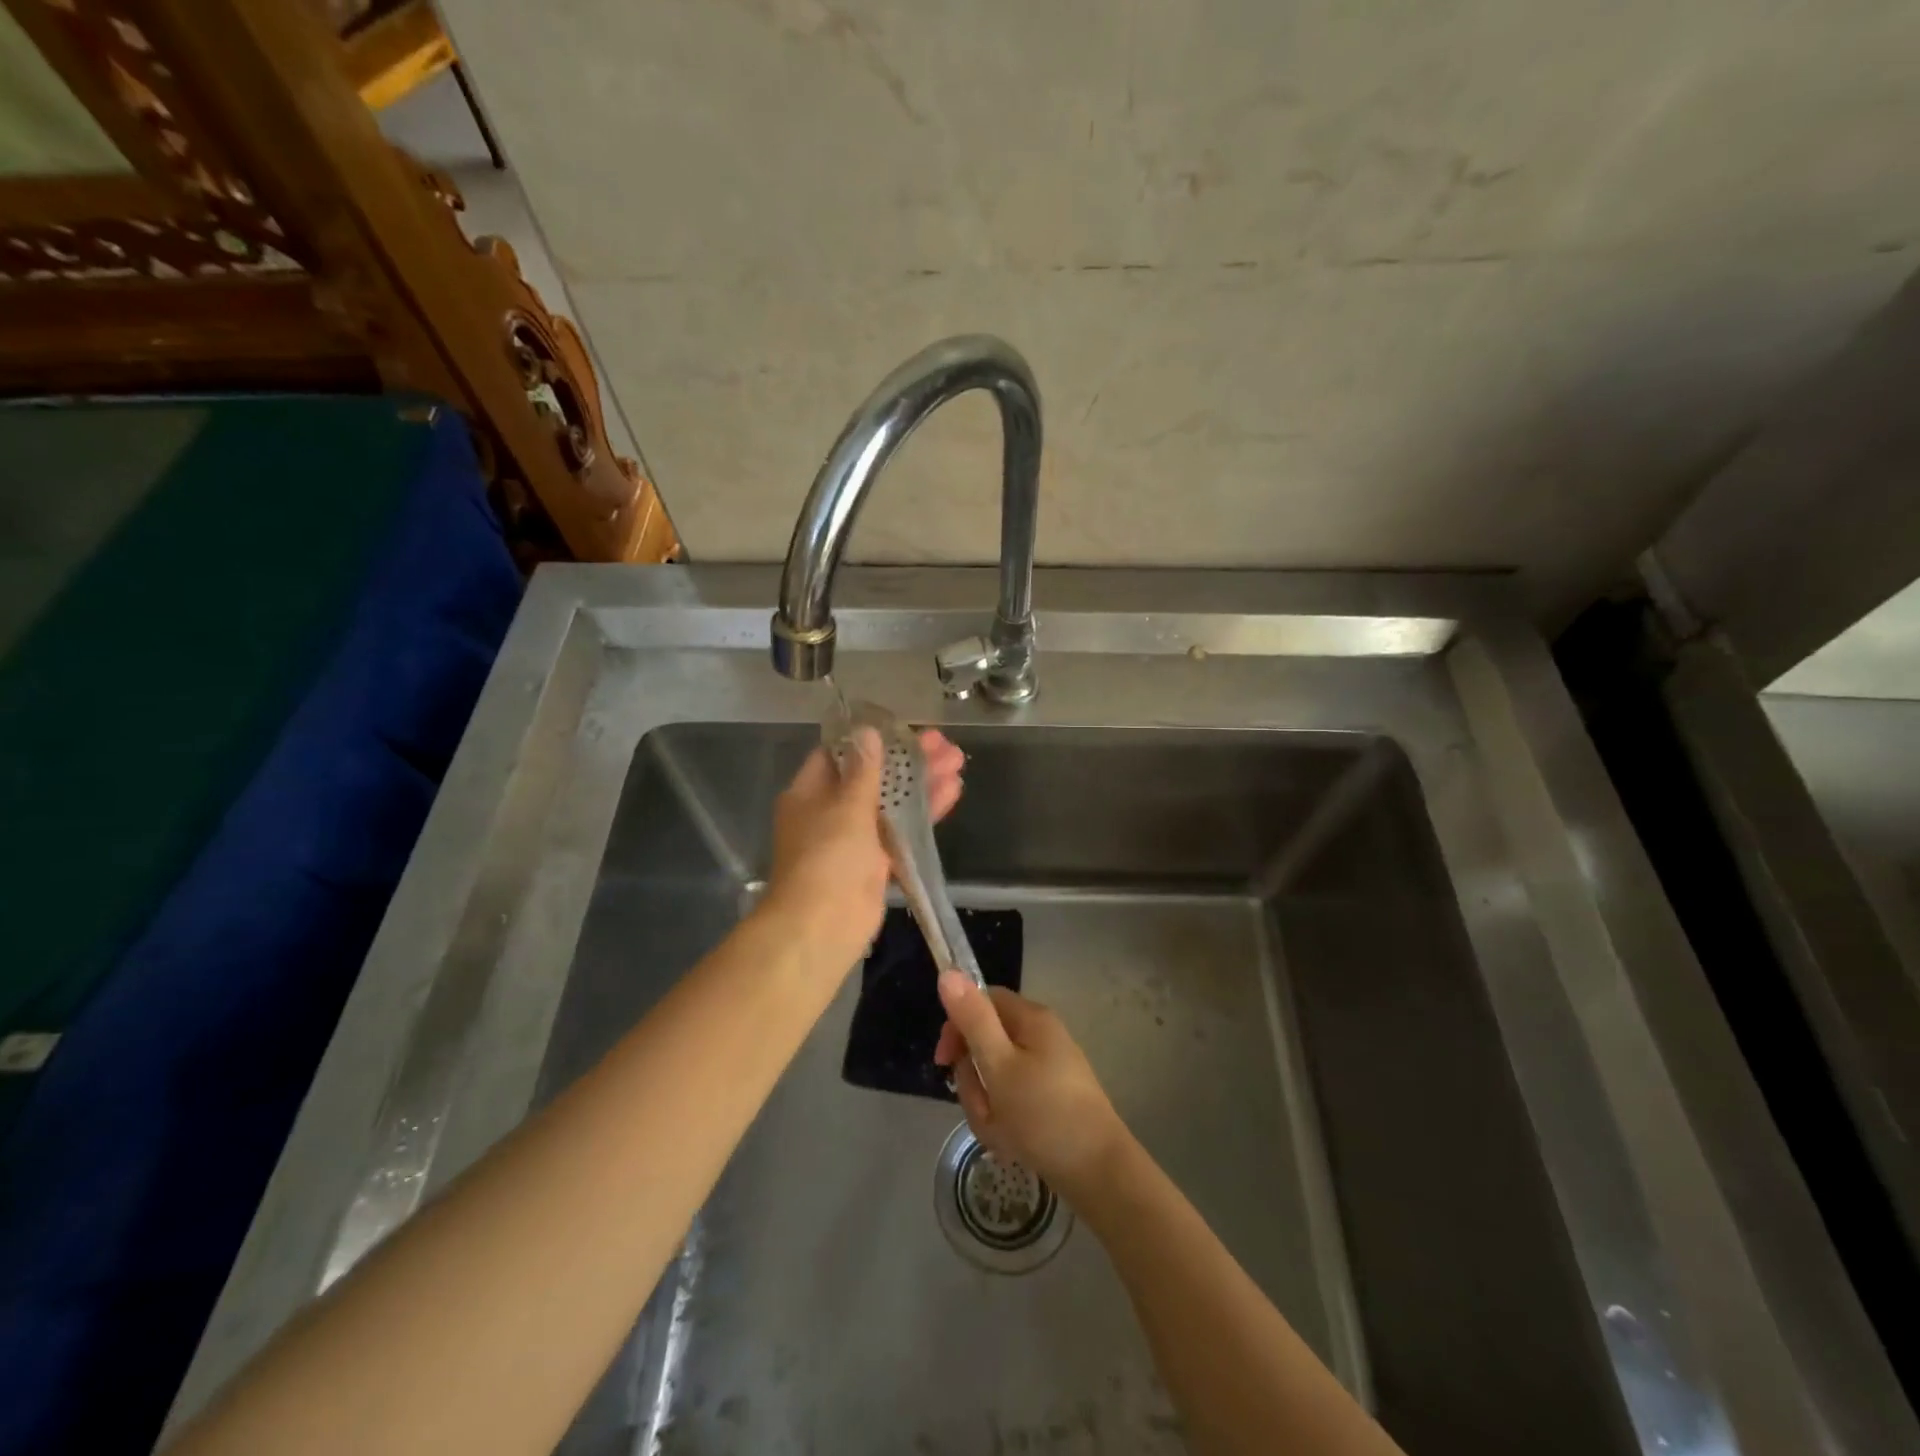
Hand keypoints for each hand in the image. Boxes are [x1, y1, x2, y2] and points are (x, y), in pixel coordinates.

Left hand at [762, 728, 964, 971]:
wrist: (823, 926)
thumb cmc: (828, 858)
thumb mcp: (846, 806)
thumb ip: (863, 770)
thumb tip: (867, 732)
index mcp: (810, 793)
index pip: (838, 755)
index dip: (871, 740)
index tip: (902, 728)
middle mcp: (830, 812)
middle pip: (873, 777)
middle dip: (908, 760)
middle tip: (944, 743)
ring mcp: (854, 839)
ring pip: (892, 803)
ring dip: (923, 783)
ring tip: (958, 761)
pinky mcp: (876, 863)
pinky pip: (902, 831)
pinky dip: (924, 813)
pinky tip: (952, 793)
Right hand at [932, 973, 1132, 1204]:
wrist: (1098, 1172)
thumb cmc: (1043, 1113)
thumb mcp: (998, 1065)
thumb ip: (972, 1019)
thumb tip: (948, 972)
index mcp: (1031, 1019)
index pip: (982, 1001)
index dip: (957, 1027)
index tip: (943, 1061)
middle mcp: (1042, 1036)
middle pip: (987, 1043)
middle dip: (974, 1079)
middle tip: (982, 1107)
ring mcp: (1050, 1069)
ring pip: (997, 1077)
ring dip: (987, 1105)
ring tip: (999, 1132)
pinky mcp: (1053, 1098)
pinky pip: (1013, 1099)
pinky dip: (1004, 1120)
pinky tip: (1012, 1142)